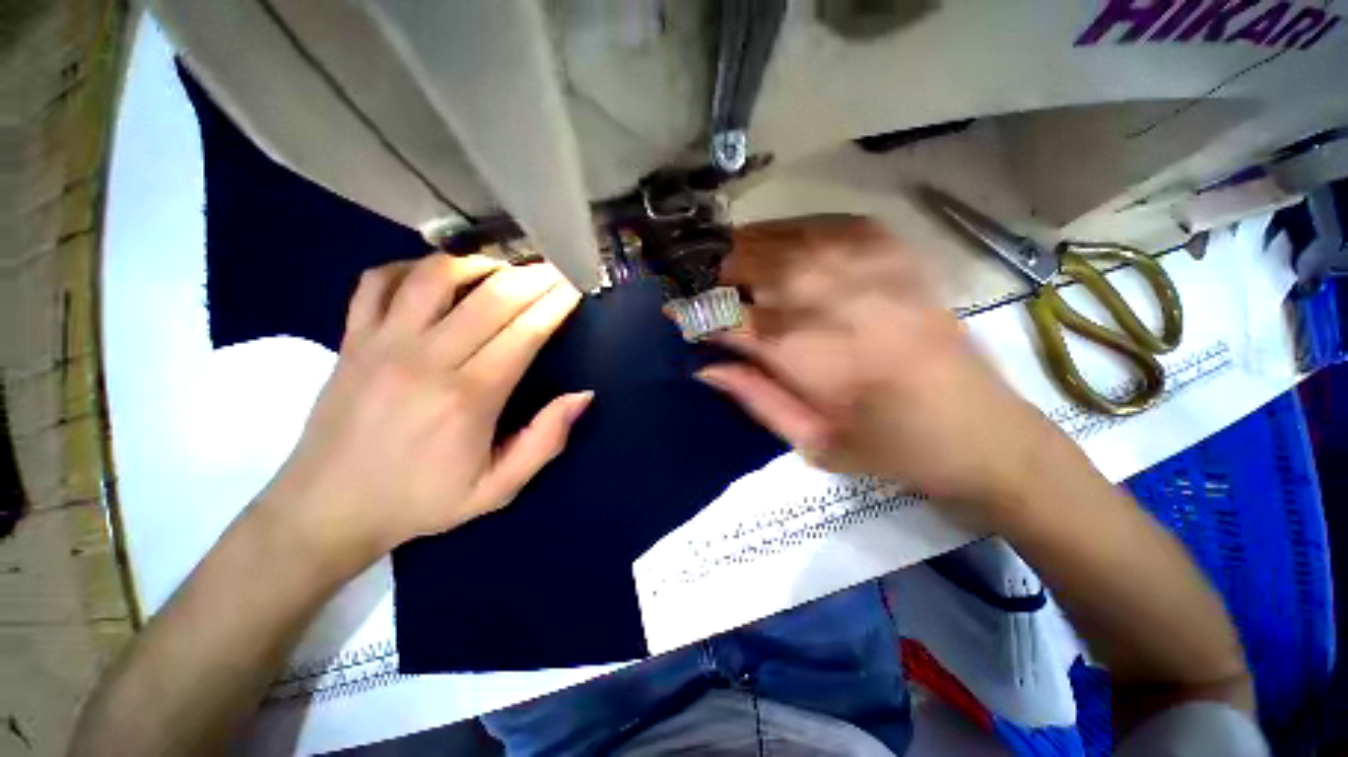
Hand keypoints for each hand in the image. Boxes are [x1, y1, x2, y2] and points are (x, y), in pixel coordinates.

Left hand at [256, 254, 590, 576]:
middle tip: (556, 267)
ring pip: (436, 276)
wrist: (326, 510)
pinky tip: (436, 275)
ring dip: (478, 264)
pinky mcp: (352, 339)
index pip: (525, 333)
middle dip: (533, 277)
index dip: (556, 304)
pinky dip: (411, 266)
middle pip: (491, 298)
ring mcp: (382, 343)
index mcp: (469, 398)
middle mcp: (427, 359)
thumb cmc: (420, 501)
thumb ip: (545, 442)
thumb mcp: (498, 489)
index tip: (576, 285)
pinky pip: (378, 281)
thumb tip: (582, 396)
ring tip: (504, 267)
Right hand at [701, 216, 1058, 526]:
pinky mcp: (896, 254)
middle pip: (750, 264)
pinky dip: (793, 231)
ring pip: (782, 237)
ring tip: (731, 262)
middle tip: (701, 283)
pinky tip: (785, 247)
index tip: (674, 310)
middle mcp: (830, 301)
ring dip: (746, 247)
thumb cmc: (890, 450)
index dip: (693, 311)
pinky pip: (828, 224)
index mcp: (806, 355)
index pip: (727, 318)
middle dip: (715, 271)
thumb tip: (705, 366)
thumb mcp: (812, 444)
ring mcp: (867, 269)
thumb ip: (754, 398)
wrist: (983, 432)